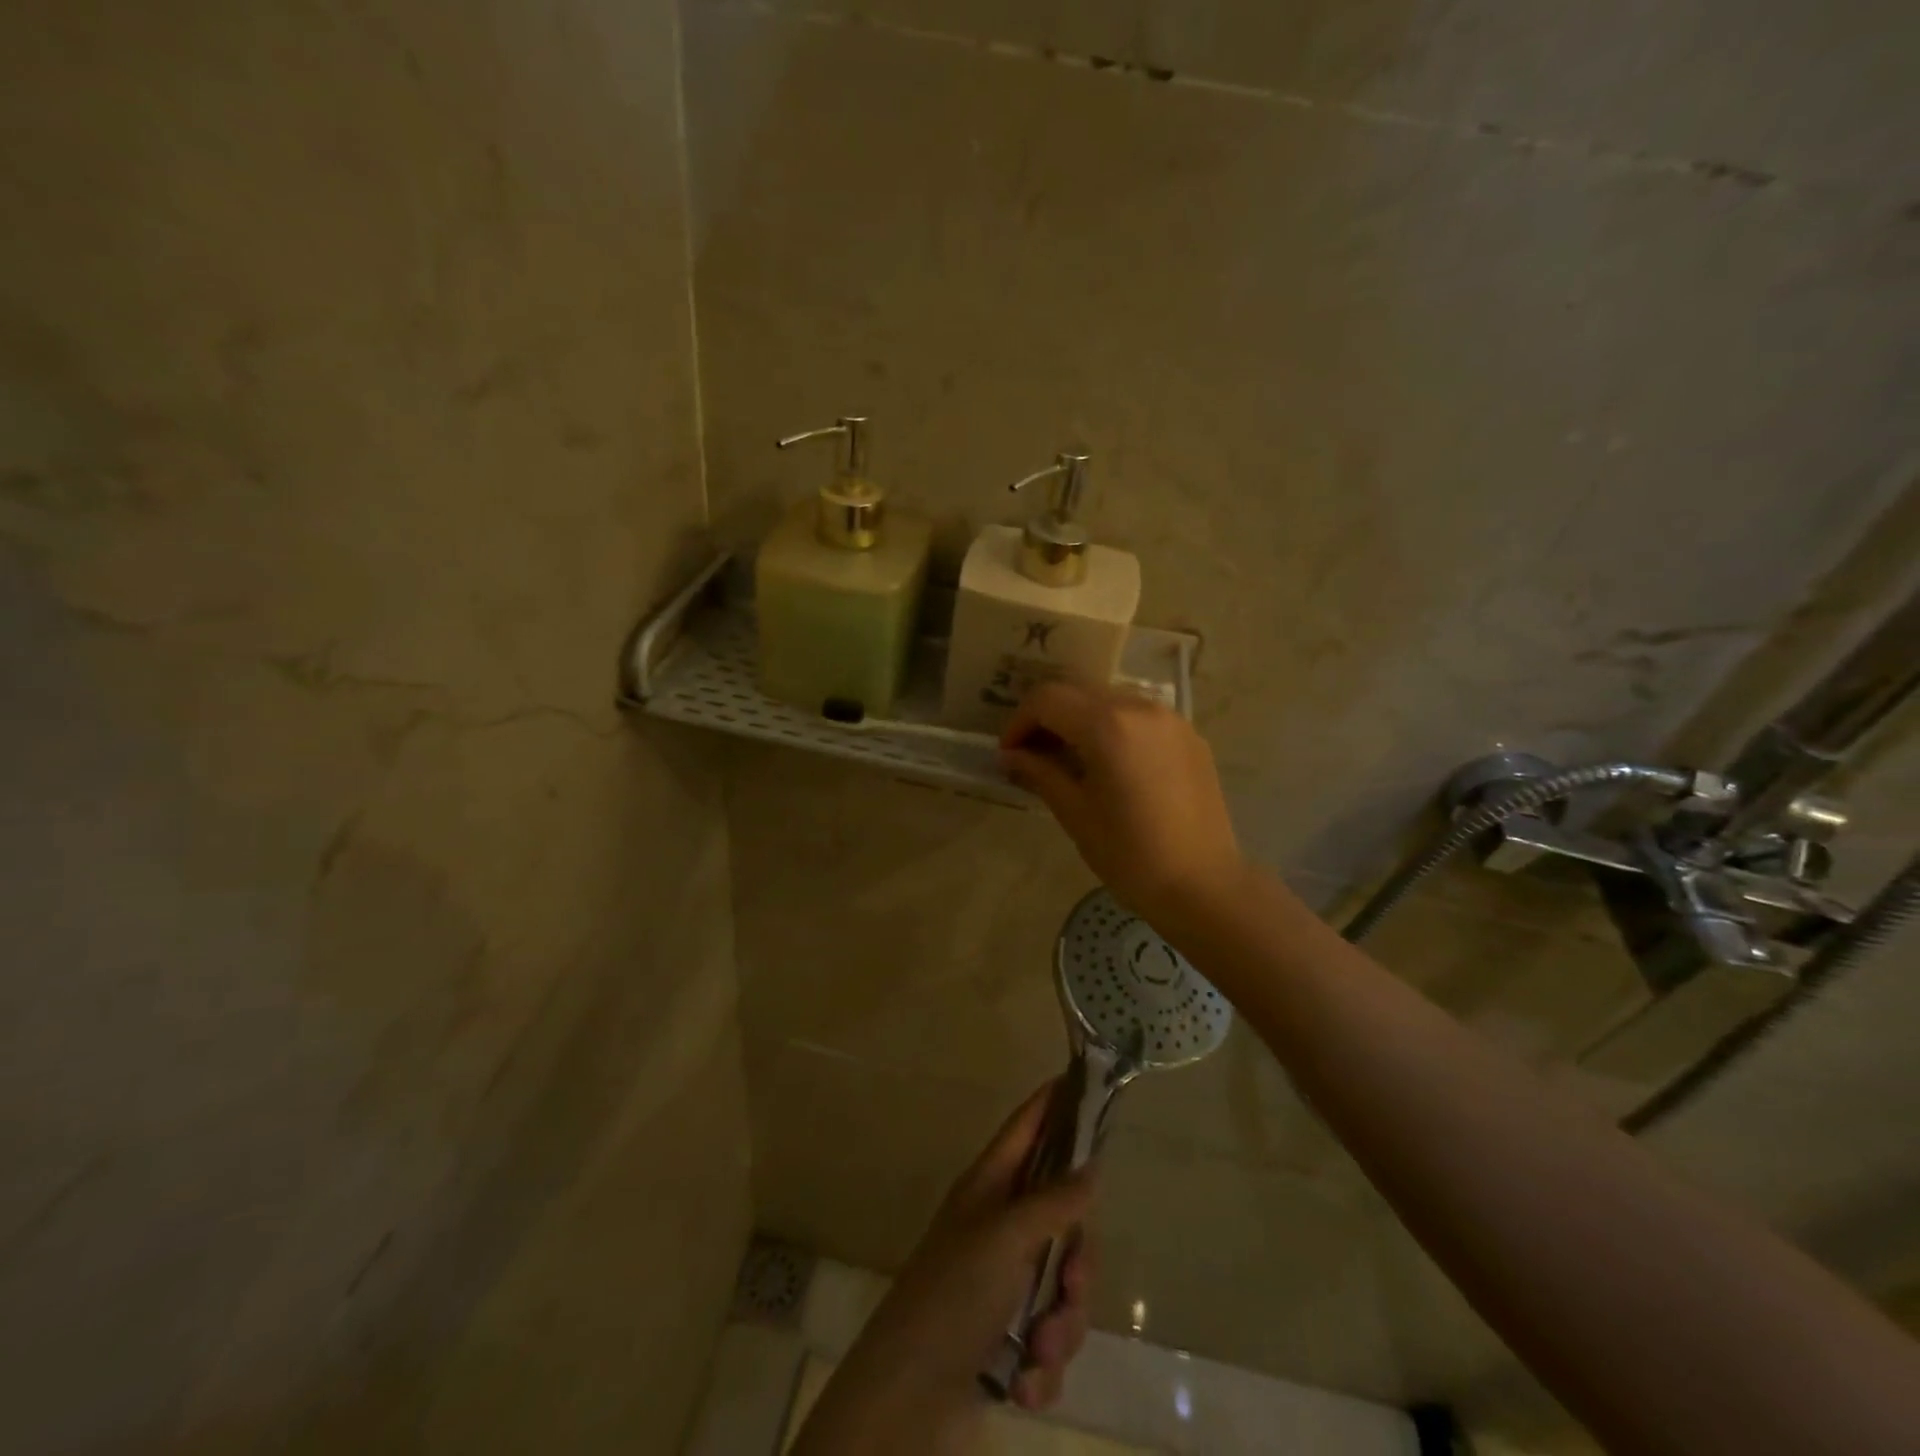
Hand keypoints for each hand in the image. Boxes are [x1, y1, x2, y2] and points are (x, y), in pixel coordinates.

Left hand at [792, 1086, 1095, 1454]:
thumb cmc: (953, 1294)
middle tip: (1071, 1282)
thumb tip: (1091, 1166)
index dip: (1052, 1104)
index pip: (1026, 1128)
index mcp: (990, 1188)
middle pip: (1064, 1220)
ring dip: (1060, 1327)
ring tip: (1037, 1347)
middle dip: (1076, 1263)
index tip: (1083, 1081)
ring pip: (1065, 1289)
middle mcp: (1001, 1227)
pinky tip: (1020, 1383)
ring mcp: (1006, 1284)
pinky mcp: (1009, 1339)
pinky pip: (1051, 1340)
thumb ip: (1053, 1203)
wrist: (908, 1396)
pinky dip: (1042, 1368)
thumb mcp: (1005, 1238)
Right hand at [1000, 682, 1245, 928]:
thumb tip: (1010, 756)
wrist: (1204, 886)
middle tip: (1033, 754)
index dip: (1019, 722)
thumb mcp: (1076, 814)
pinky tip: (1110, 764)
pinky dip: (1114, 726)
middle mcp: (1140, 707)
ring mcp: (1171, 719)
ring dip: (1081, 718)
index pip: (1047, 700)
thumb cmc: (1130, 855)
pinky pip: (1140, 715)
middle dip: (1048, 716)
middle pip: (1078, 691)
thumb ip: (1040, 773)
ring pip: (1110, 699)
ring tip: (1070, 758)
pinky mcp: (1190, 736)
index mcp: (1108, 725)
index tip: (1009, 754)